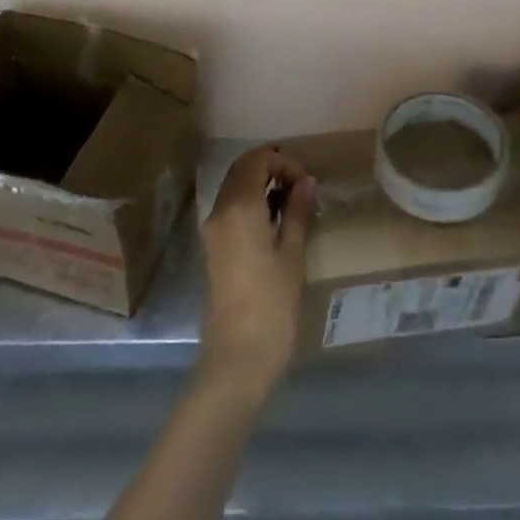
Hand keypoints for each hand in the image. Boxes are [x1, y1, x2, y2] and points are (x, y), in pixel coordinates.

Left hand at [197, 146, 316, 402]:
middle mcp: (219, 211)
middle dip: (272, 168)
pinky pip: (231, 208)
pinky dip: (251, 202)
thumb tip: (306, 183)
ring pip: (235, 187)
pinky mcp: (213, 248)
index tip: (306, 183)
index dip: (284, 162)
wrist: (236, 360)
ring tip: (292, 204)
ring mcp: (213, 230)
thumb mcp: (292, 254)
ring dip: (261, 185)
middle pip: (242, 169)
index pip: (257, 159)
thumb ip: (297, 212)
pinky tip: (275, 222)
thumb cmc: (271, 304)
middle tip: (301, 188)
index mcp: (239, 207)